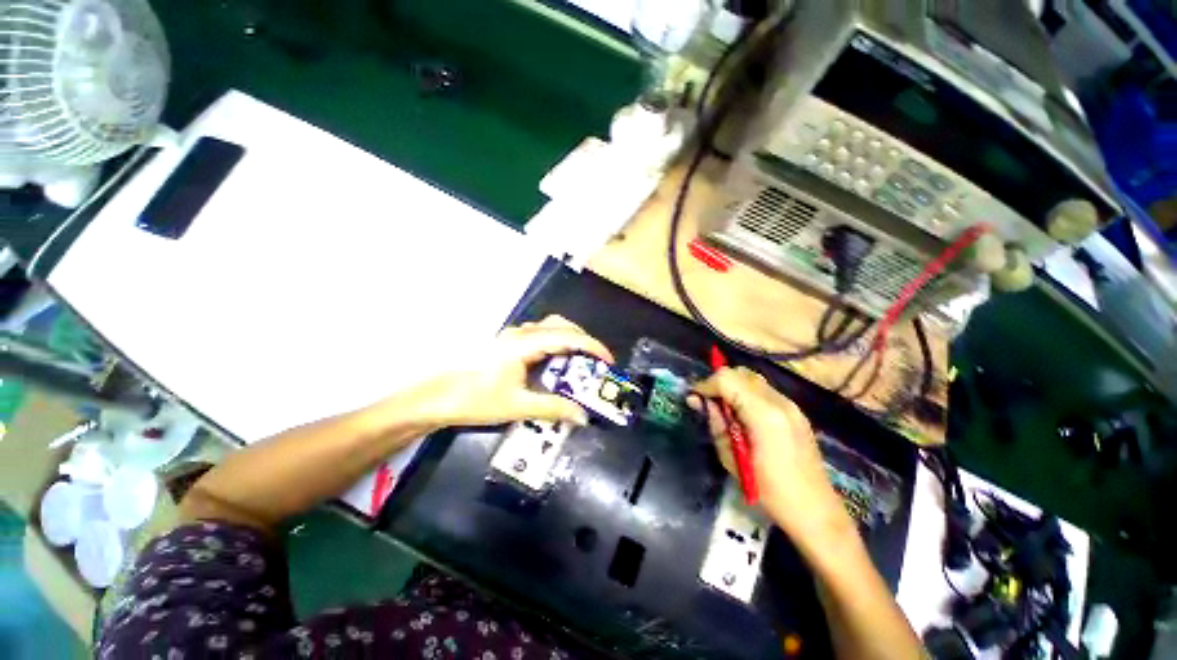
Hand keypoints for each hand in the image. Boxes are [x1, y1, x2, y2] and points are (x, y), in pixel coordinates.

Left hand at [416, 315, 613, 427]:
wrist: (435, 398)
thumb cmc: (475, 400)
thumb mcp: (517, 406)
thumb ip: (553, 408)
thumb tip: (583, 416)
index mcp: (524, 344)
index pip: (567, 337)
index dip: (592, 346)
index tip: (609, 360)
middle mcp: (520, 333)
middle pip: (560, 326)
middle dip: (583, 340)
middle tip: (595, 361)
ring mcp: (512, 337)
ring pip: (549, 328)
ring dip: (568, 340)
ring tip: (579, 362)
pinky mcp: (507, 344)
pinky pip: (539, 336)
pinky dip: (555, 345)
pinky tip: (554, 364)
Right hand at [690, 367, 853, 542]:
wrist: (814, 510)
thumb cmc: (768, 491)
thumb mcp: (731, 458)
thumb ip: (715, 422)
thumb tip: (697, 400)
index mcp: (763, 414)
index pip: (726, 379)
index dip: (705, 384)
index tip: (693, 398)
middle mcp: (779, 401)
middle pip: (739, 373)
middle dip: (718, 383)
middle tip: (707, 403)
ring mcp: (791, 404)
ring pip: (752, 378)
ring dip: (733, 386)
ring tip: (724, 409)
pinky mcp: (795, 411)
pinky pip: (764, 390)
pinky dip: (746, 393)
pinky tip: (743, 414)